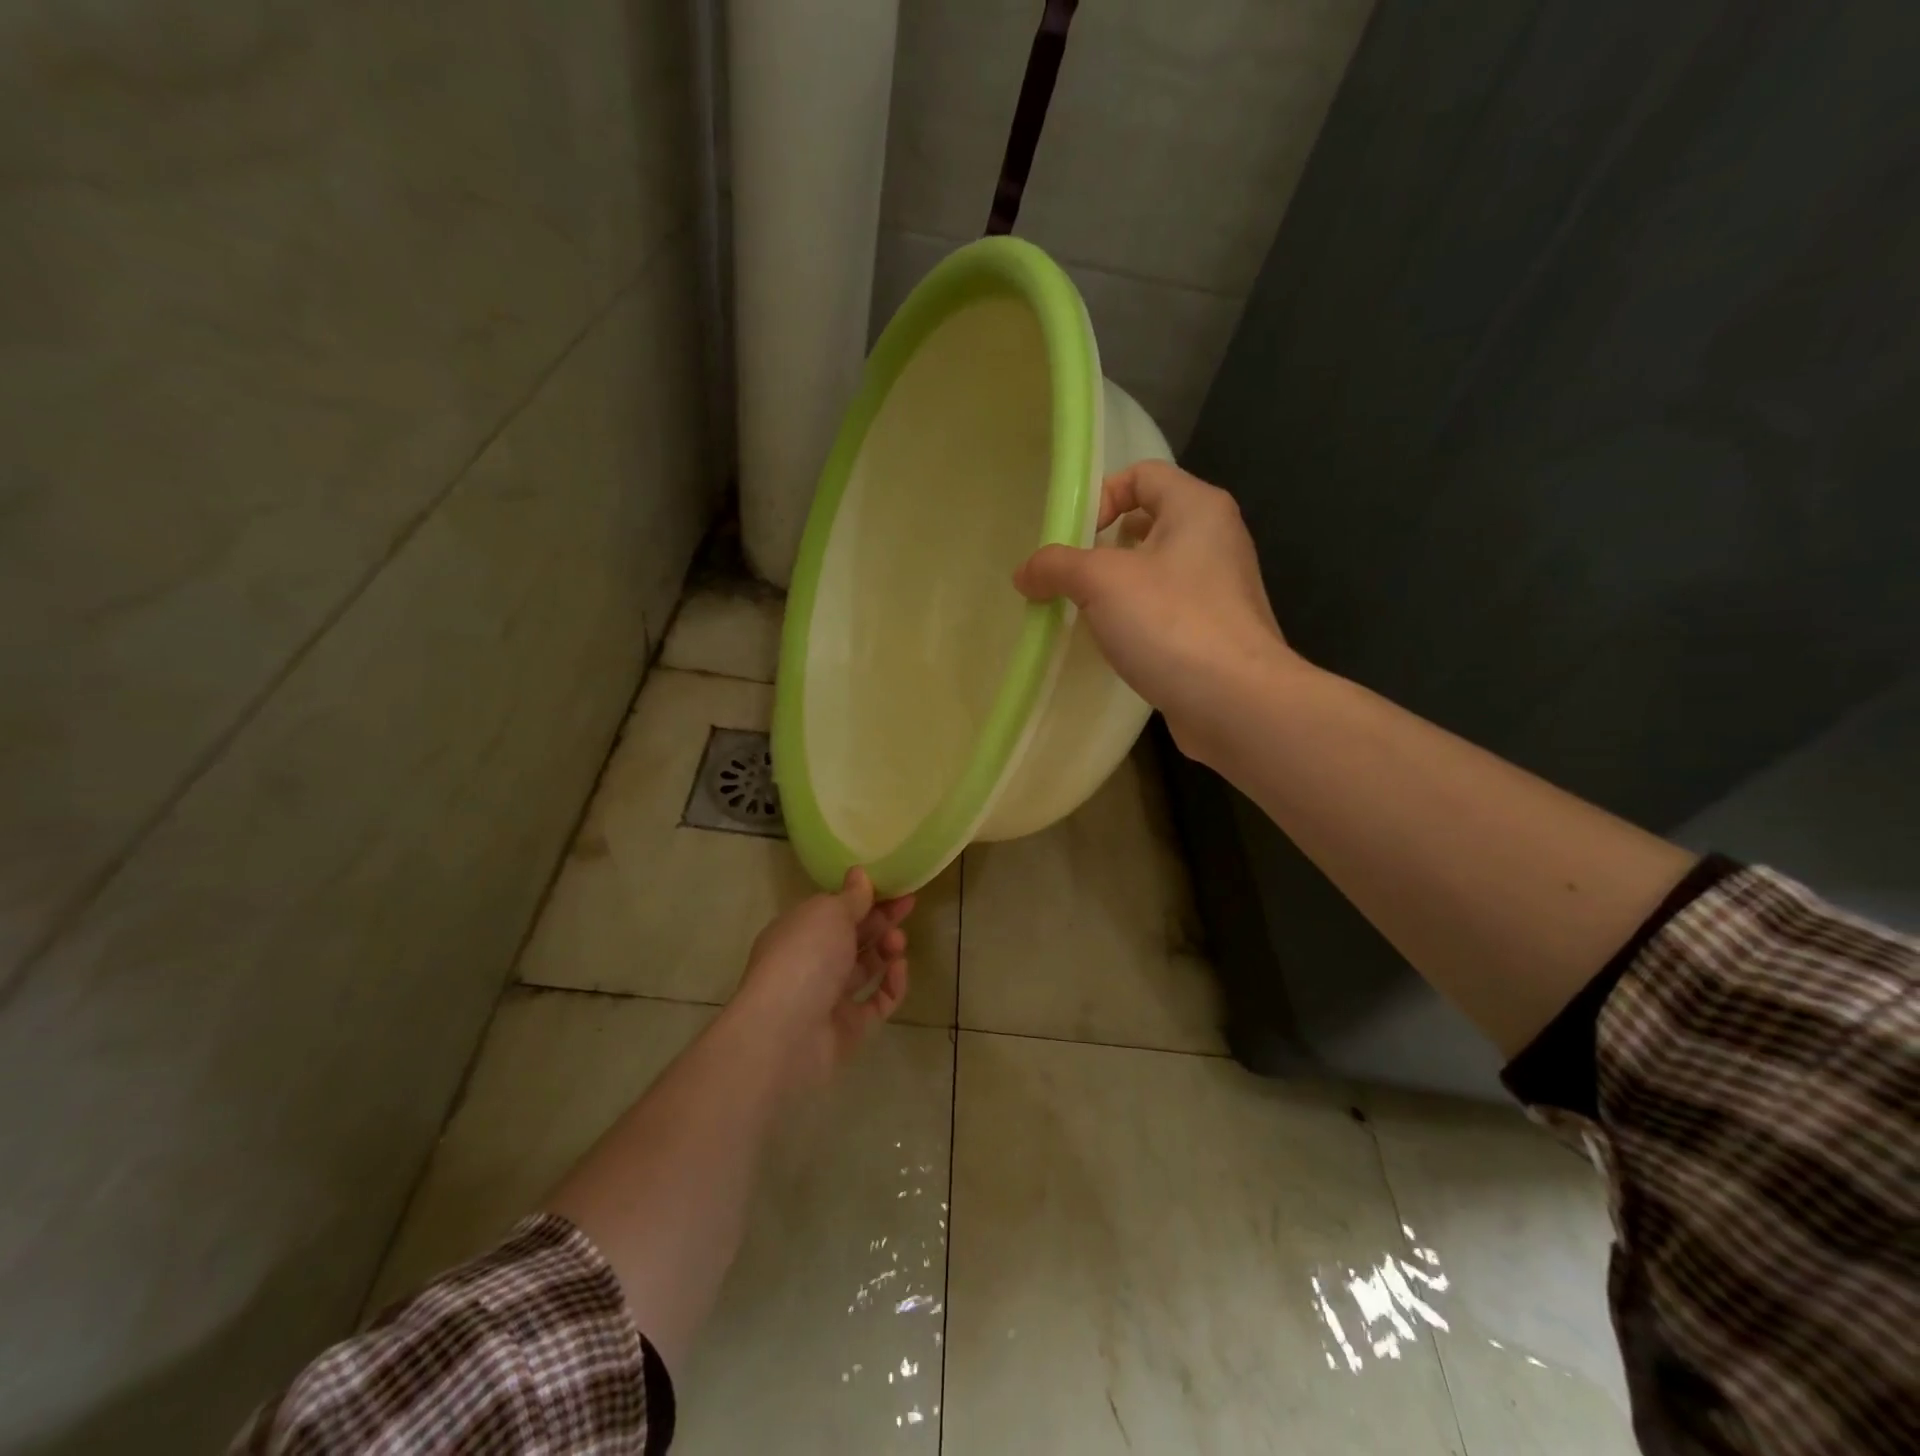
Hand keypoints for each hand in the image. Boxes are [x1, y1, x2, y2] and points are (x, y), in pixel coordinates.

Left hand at [729, 868, 913, 1093]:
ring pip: (865, 969)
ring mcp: (829, 998)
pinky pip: (877, 1003)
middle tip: (909, 904)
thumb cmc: (804, 957)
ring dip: (886, 949)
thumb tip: (859, 873)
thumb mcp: (828, 913)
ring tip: (899, 940)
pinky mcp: (848, 1029)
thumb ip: (851, 897)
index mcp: (798, 931)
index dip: (863, 896)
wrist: (785, 1034)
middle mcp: (811, 963)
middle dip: (880, 920)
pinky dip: (891, 985)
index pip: (833, 910)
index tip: (892, 885)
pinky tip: (900, 968)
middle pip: (852, 937)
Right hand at [1014, 461, 1298, 760]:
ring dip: (1116, 587)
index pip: (1143, 474)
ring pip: (1156, 571)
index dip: (1101, 495)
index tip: (1074, 538)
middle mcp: (1215, 539)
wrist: (1236, 702)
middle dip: (1103, 546)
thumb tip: (1024, 573)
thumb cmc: (1171, 623)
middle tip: (1071, 577)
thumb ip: (1056, 566)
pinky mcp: (1215, 632)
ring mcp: (1220, 589)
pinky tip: (1115, 644)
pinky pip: (1166, 610)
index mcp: (1197, 508)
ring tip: (1085, 612)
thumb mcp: (1101, 582)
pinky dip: (1137, 619)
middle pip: (1148, 522)